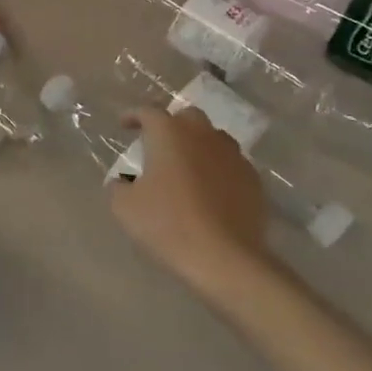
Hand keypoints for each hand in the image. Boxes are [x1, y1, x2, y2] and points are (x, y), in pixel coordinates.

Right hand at [109, 108, 268, 289]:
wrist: (225, 258)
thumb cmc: (168, 224)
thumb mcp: (125, 207)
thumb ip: (118, 187)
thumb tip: (122, 183)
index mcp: (169, 133)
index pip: (148, 112)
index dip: (134, 116)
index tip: (124, 125)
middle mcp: (203, 134)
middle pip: (186, 117)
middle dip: (171, 126)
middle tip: (158, 145)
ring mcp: (233, 155)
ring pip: (213, 138)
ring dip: (197, 146)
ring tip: (186, 167)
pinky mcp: (253, 179)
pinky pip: (230, 164)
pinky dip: (217, 169)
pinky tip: (210, 190)